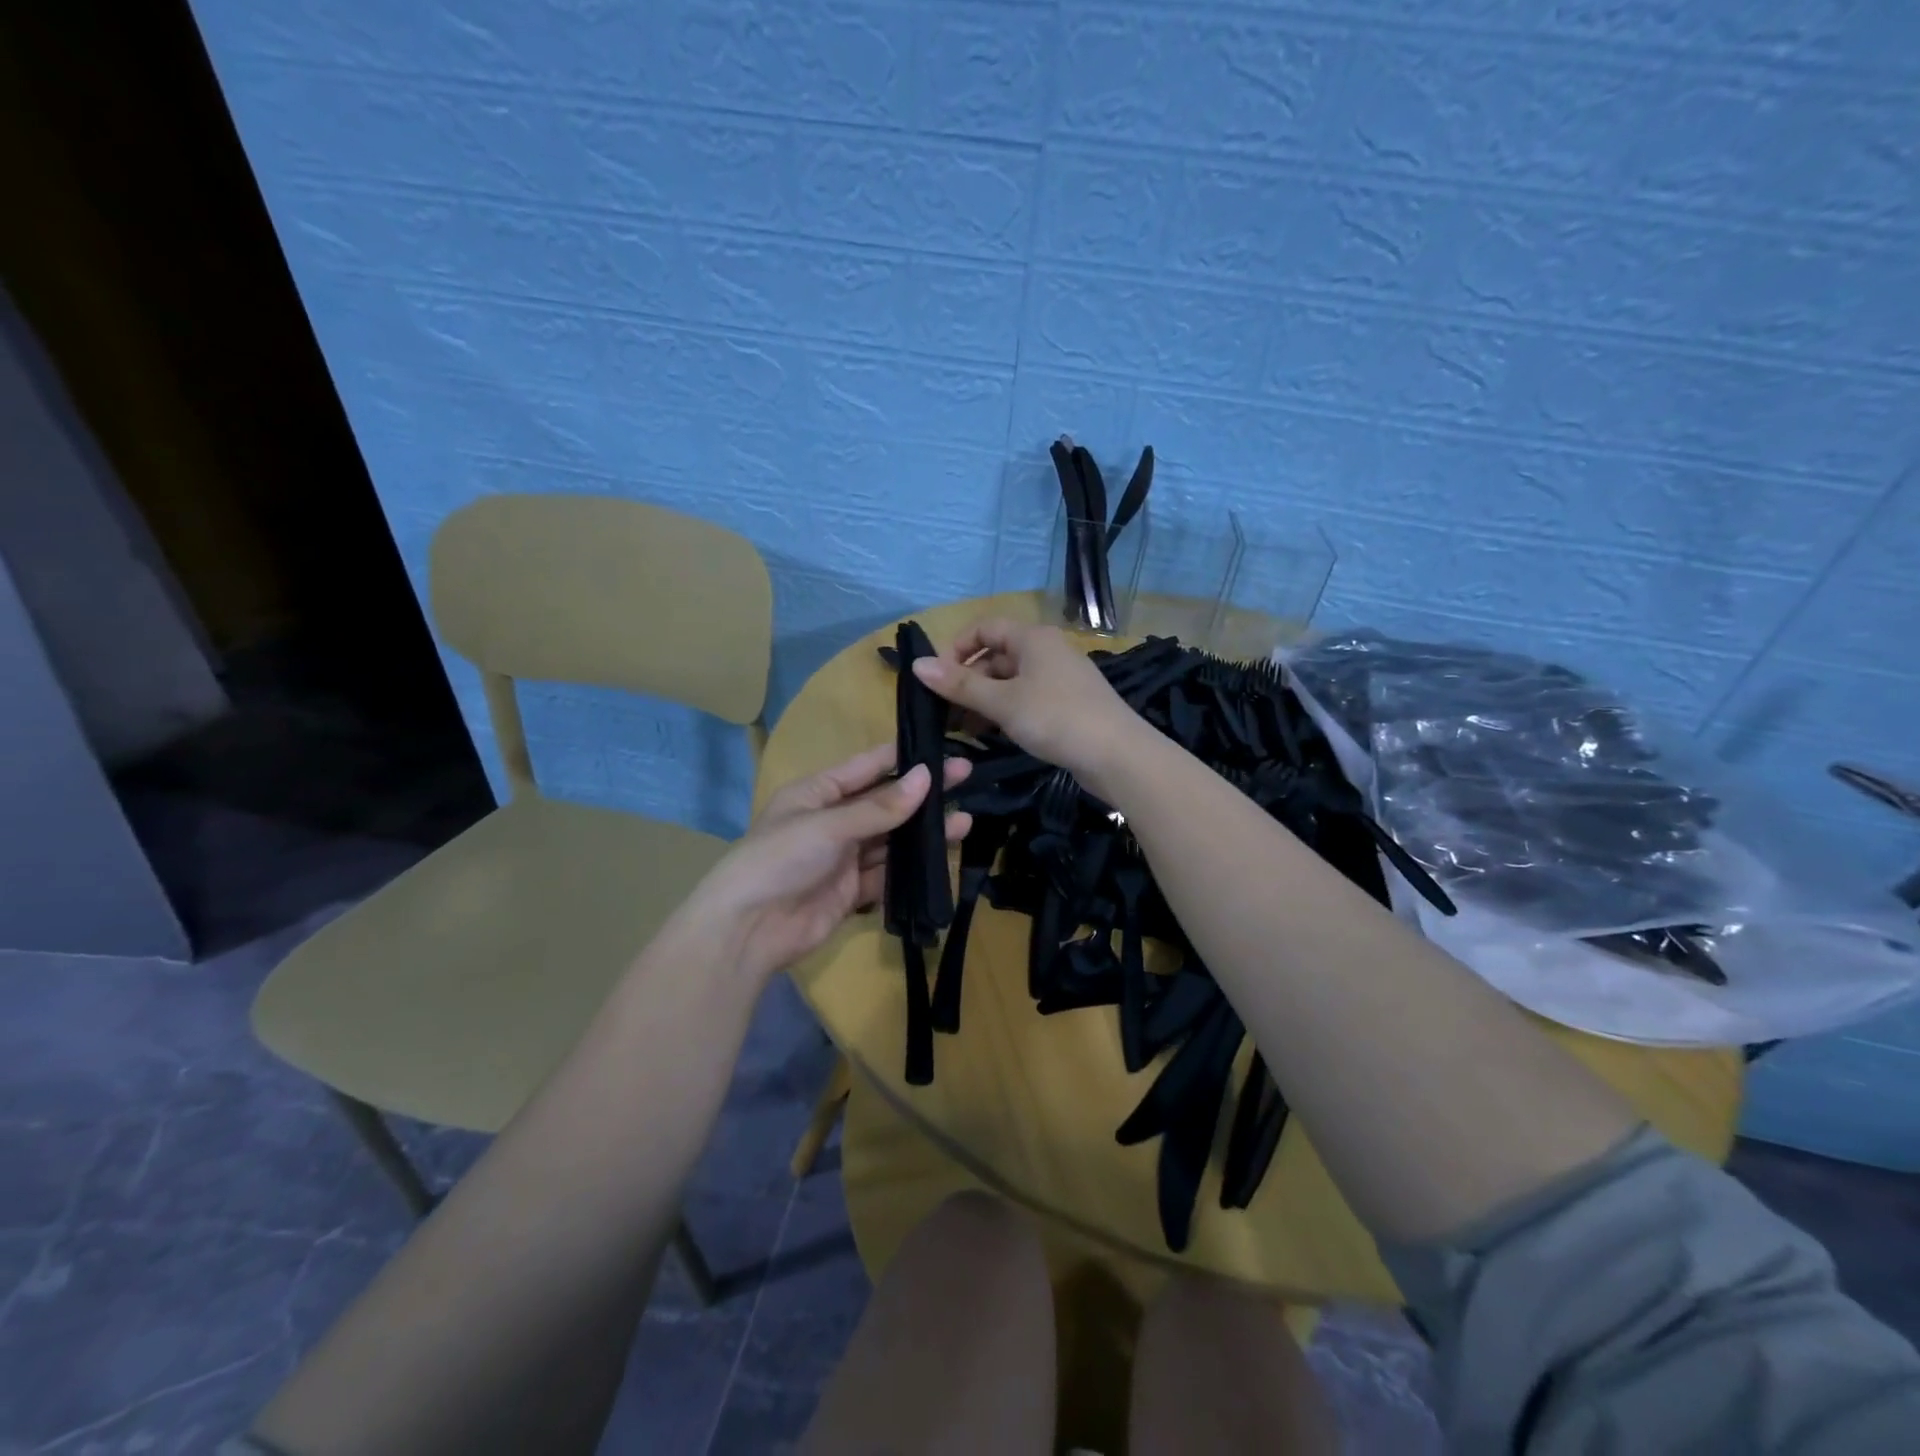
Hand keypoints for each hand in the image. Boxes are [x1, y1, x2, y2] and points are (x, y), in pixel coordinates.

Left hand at [684, 744, 971, 982]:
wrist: (747, 930)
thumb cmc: (780, 859)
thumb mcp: (828, 825)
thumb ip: (879, 807)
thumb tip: (926, 777)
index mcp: (817, 793)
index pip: (867, 766)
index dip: (903, 756)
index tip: (941, 747)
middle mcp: (832, 821)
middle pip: (884, 803)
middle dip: (922, 793)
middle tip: (967, 777)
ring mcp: (842, 858)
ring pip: (891, 840)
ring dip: (923, 832)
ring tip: (964, 821)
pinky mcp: (851, 892)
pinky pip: (887, 874)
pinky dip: (912, 868)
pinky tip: (941, 859)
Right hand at [911, 619, 1142, 794]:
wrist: (1117, 754)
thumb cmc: (1055, 718)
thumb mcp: (1002, 702)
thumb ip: (960, 685)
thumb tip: (917, 665)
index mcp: (1032, 638)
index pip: (984, 628)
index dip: (956, 648)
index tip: (936, 679)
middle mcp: (1046, 651)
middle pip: (996, 656)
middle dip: (968, 682)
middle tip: (944, 713)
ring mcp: (1059, 679)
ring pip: (1010, 682)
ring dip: (984, 701)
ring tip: (962, 730)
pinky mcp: (1066, 705)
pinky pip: (1026, 700)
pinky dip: (1005, 712)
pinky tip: (991, 735)